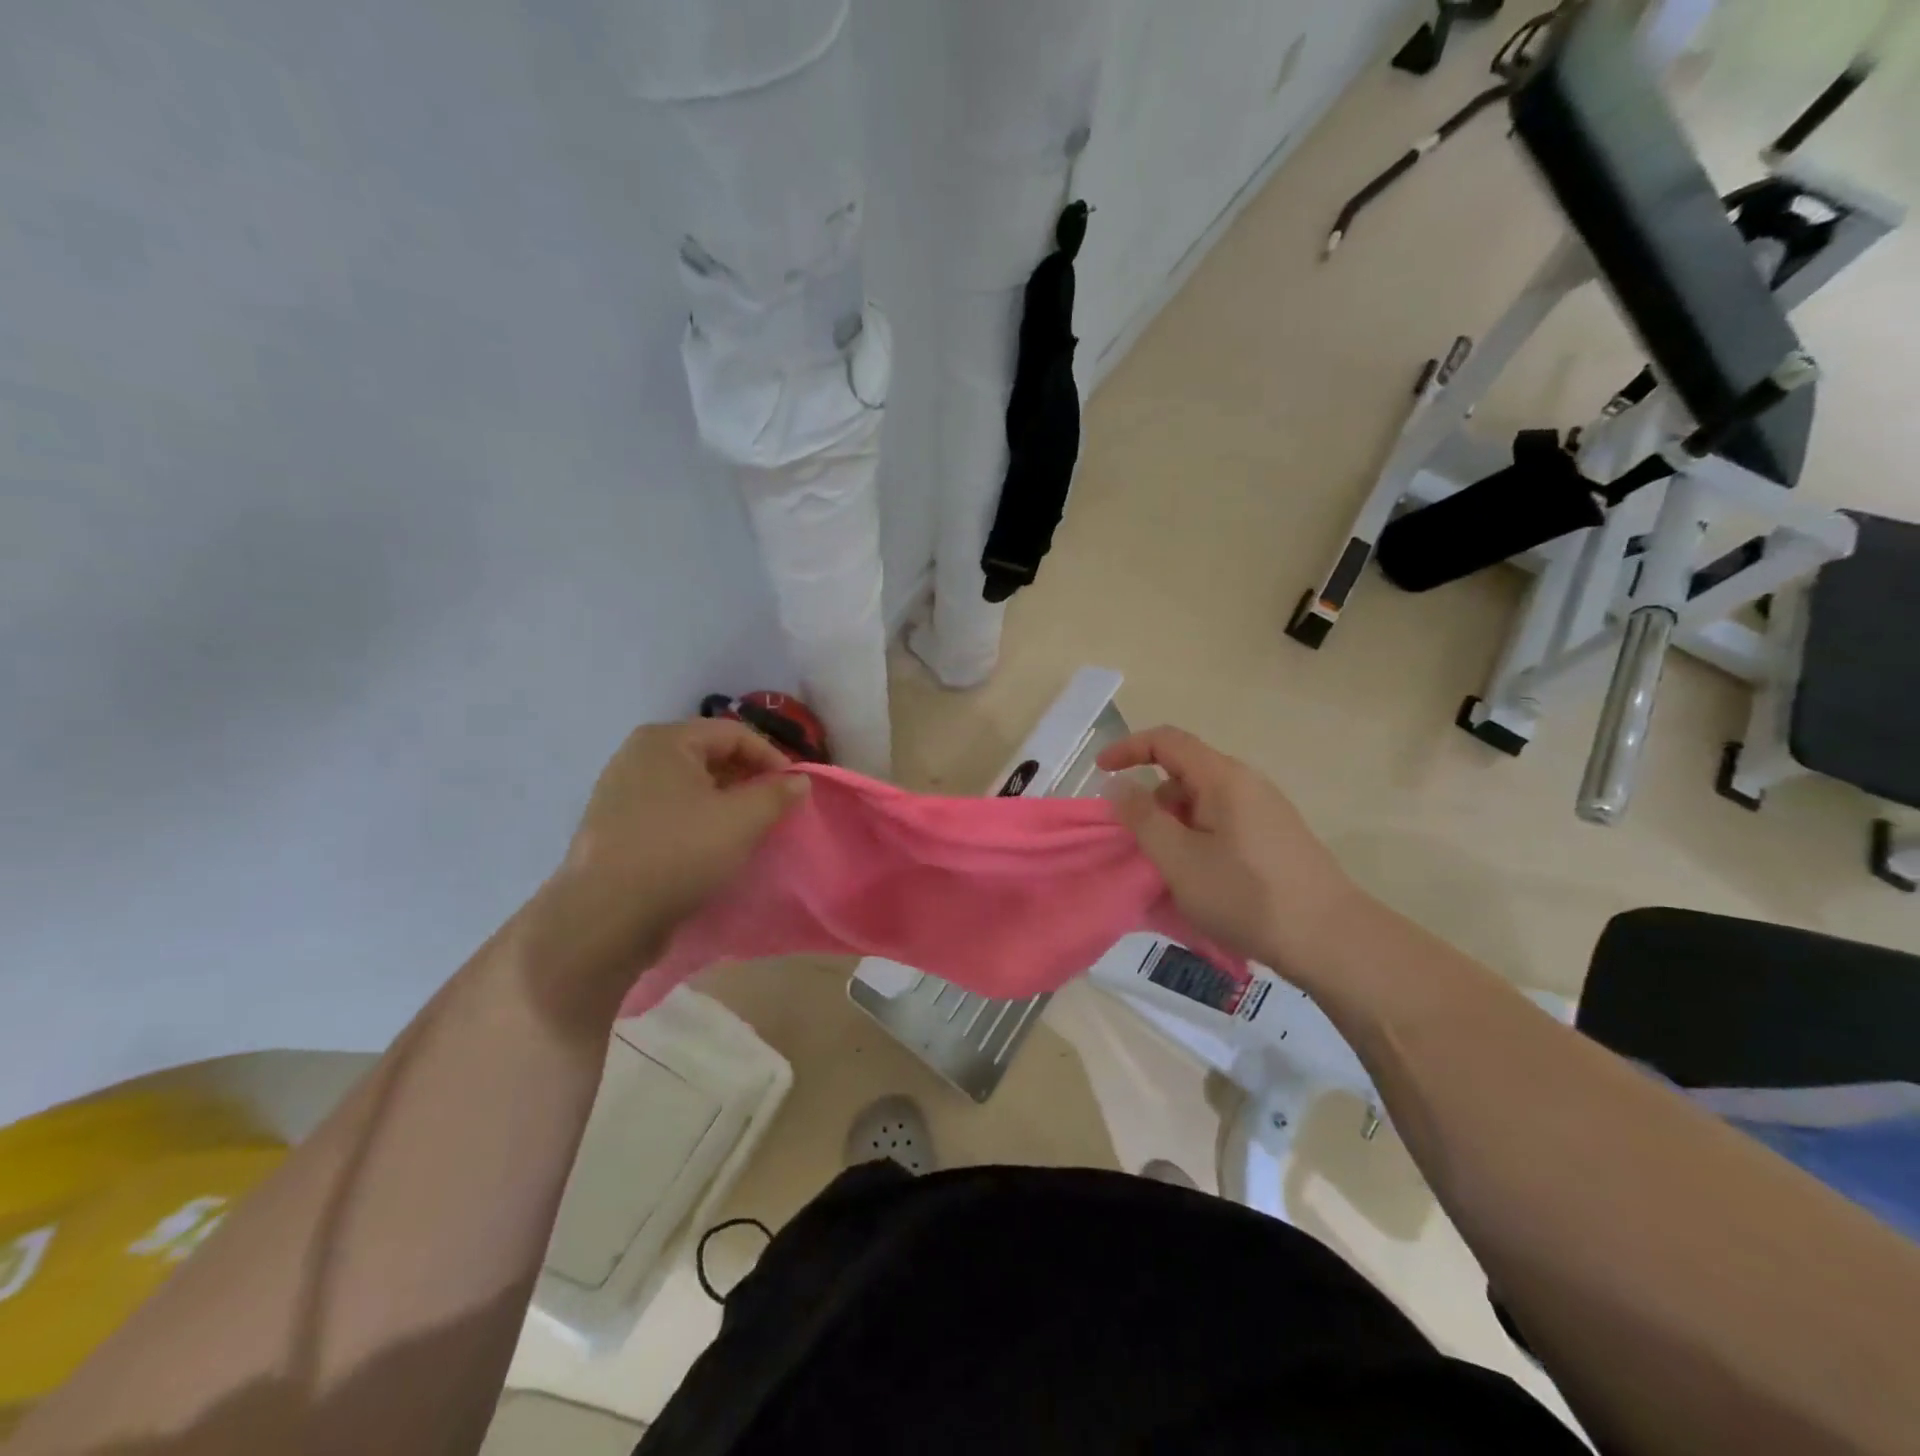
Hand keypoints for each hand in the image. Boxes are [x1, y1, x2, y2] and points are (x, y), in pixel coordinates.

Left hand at [526, 720, 809, 1011]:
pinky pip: (668, 811)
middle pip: (709, 756)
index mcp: (665, 740)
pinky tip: (710, 848)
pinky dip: (696, 820)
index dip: (772, 757)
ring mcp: (620, 792)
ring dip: (724, 802)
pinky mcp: (614, 827)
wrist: (605, 916)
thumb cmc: (679, 852)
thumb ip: (777, 794)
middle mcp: (637, 756)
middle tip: (773, 809)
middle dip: (747, 779)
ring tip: (747, 830)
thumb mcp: (742, 820)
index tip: (794, 789)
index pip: (734, 733)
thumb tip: (799, 780)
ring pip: (689, 786)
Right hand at [1098, 726, 1365, 979]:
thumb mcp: (1179, 860)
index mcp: (1223, 778)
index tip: (1099, 772)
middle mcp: (1247, 783)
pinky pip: (1222, 822)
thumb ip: (1142, 819)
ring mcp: (1265, 810)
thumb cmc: (1246, 896)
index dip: (1128, 748)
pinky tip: (1200, 878)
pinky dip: (1197, 838)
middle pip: (1184, 772)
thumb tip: (1117, 785)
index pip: (1167, 741)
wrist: (1331, 939)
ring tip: (1168, 870)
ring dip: (1174, 824)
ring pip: (1203, 801)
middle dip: (1151, 800)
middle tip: (1137, 843)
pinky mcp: (1275, 837)